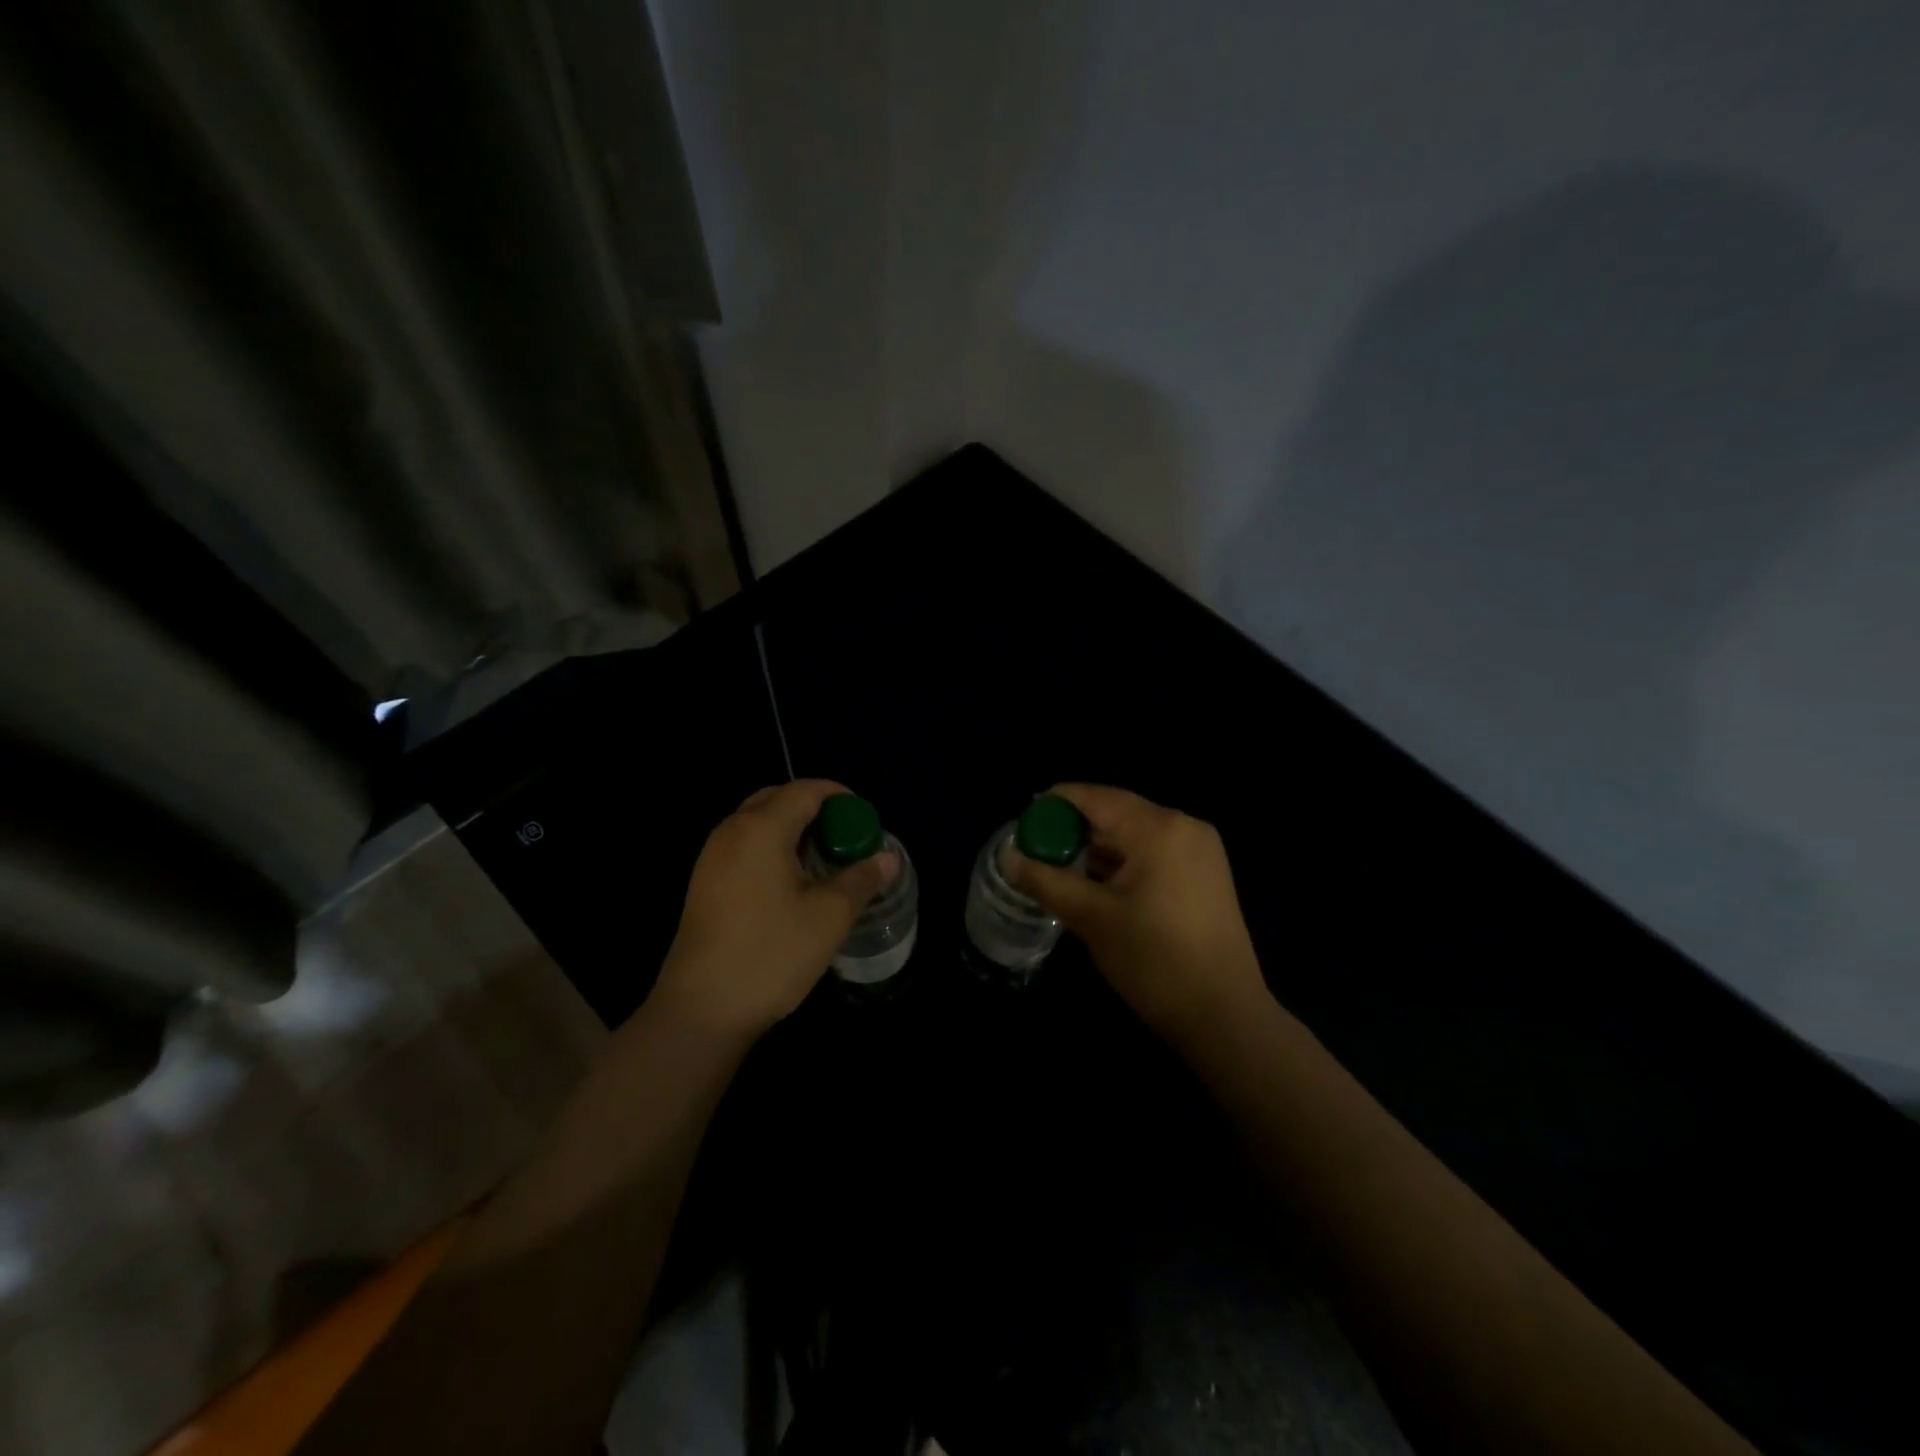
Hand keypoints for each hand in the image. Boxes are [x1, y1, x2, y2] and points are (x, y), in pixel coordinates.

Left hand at [652, 780, 895, 1036]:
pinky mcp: (704, 883)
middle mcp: (732, 831)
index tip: (865, 821)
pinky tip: (792, 883)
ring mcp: (712, 857)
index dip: (840, 797)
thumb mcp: (829, 916)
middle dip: (815, 810)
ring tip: (824, 861)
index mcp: (761, 828)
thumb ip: (861, 879)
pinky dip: (773, 848)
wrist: (701, 1010)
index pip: (805, 790)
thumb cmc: (771, 954)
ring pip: (758, 823)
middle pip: (778, 799)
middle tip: (845, 839)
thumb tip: (887, 858)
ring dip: (793, 830)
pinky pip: (745, 846)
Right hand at [1008, 784, 1269, 1045]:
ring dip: (1098, 848)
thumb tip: (1008, 857)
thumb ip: (1046, 880)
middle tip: (1037, 854)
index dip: (1053, 806)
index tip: (1023, 828)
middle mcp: (1184, 825)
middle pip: (1115, 811)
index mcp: (1158, 827)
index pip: (1093, 797)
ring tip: (1062, 871)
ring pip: (1134, 833)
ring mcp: (1201, 849)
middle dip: (1074, 830)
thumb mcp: (1091, 918)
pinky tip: (1100, 885)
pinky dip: (1124, 861)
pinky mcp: (1207, 873)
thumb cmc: (1154, 961)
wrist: (1225, 1017)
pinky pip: (1154, 851)